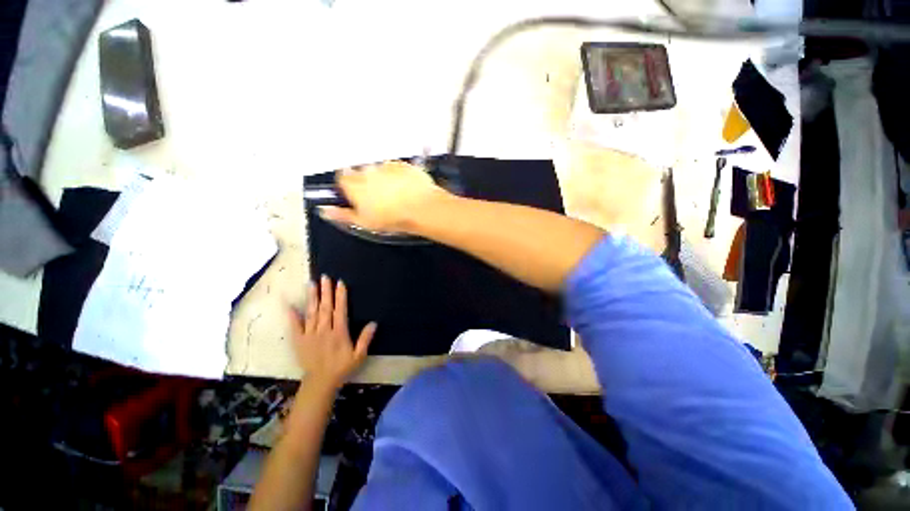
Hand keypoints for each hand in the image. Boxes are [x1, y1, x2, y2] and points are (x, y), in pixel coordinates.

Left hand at [290, 276, 376, 390]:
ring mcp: (310, 335)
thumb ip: (365, 339)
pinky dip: (291, 315)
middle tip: (325, 277)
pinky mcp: (299, 340)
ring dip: (312, 297)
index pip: (340, 311)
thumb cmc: (342, 367)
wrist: (320, 382)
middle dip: (326, 291)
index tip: (340, 283)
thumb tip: (373, 323)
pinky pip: (295, 326)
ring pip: (311, 313)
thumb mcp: (359, 355)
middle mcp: (324, 331)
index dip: (340, 296)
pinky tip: (288, 304)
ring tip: (311, 283)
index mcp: (339, 333)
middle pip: (325, 308)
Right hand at [319, 160, 447, 233]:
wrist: (421, 208)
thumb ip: (343, 215)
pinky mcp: (404, 164)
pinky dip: (399, 175)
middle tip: (380, 197)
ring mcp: (387, 165)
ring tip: (397, 193)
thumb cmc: (391, 218)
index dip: (349, 186)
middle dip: (368, 182)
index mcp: (355, 184)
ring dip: (384, 177)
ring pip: (380, 169)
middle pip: (362, 172)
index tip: (357, 195)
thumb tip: (324, 210)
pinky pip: (397, 168)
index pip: (343, 177)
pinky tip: (407, 187)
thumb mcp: (364, 222)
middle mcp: (368, 170)